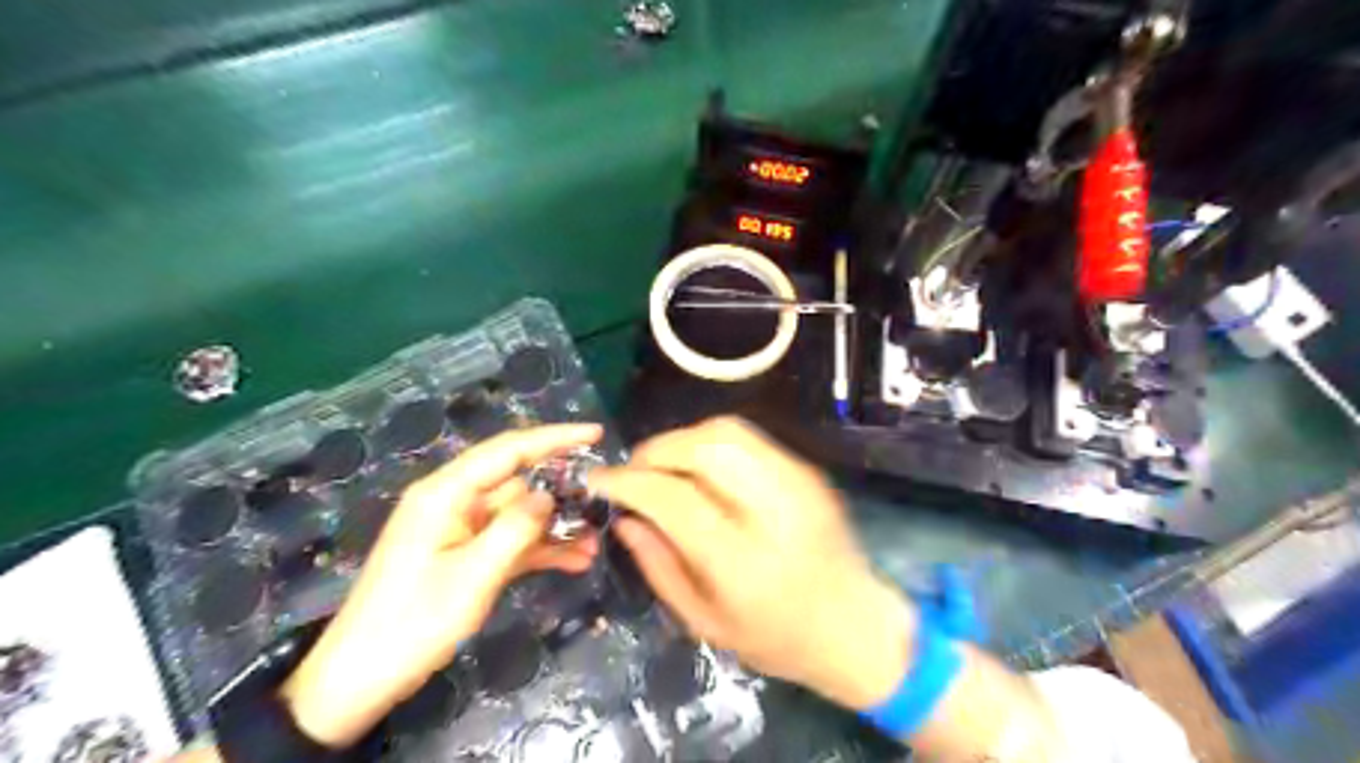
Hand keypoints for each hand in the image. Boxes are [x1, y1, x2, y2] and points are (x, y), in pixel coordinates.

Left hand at [281, 427, 599, 747]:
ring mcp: (460, 529)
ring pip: (519, 513)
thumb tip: (549, 494)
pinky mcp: (465, 554)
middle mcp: (454, 501)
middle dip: (561, 488)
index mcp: (446, 493)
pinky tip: (575, 560)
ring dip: (556, 526)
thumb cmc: (413, 622)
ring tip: (596, 539)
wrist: (361, 680)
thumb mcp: (474, 575)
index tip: (596, 435)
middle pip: (517, 479)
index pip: (509, 450)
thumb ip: (516, 527)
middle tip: (605, 496)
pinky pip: (510, 540)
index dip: (555, 438)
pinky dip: (539, 548)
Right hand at [593, 417, 912, 708]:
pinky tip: (698, 468)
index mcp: (745, 561)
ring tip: (661, 467)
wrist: (856, 625)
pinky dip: (709, 442)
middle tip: (632, 472)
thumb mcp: (705, 623)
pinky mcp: (808, 470)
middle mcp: (775, 510)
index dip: (628, 481)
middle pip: (703, 447)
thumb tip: (625, 518)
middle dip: (654, 451)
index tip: (599, 480)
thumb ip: (658, 567)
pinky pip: (748, 437)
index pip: (675, 497)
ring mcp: (798, 482)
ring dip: (681, 440)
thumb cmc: (778, 638)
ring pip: (726, 431)